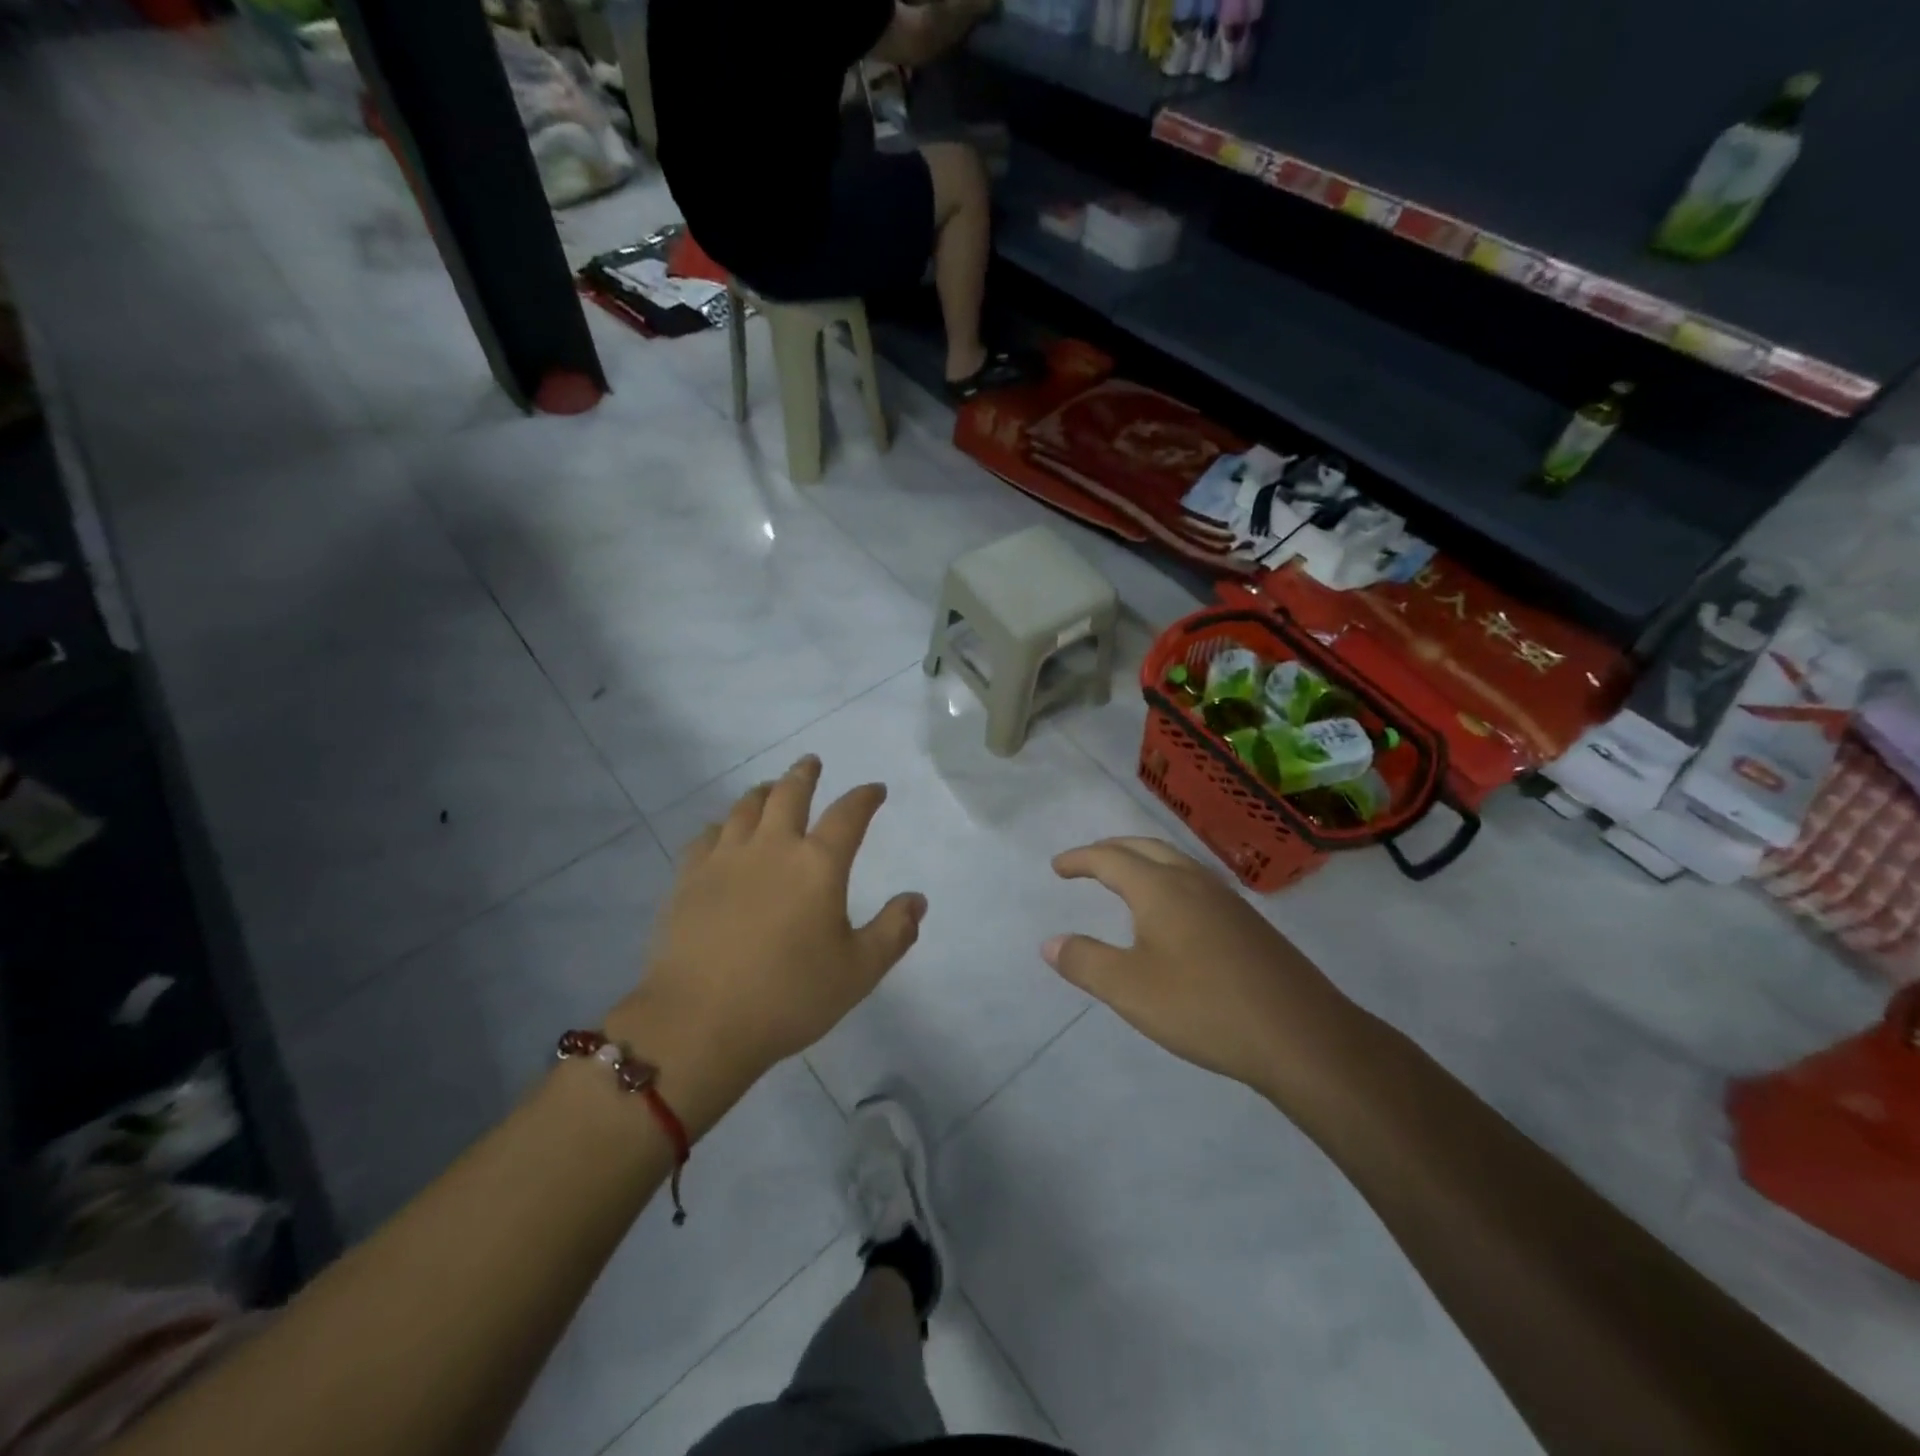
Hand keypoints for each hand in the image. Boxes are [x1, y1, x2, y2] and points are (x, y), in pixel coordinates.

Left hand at [608, 757, 925, 1138]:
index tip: (875, 789)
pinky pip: (706, 836)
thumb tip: (917, 900)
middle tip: (811, 763)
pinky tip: (721, 832)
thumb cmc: (789, 996)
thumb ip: (893, 932)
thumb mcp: (858, 971)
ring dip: (763, 792)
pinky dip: (721, 826)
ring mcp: (725, 859)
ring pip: (745, 808)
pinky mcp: (689, 878)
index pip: (849, 815)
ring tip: (770, 789)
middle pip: (789, 793)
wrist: (699, 1022)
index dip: (865, 797)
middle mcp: (772, 847)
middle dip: (805, 774)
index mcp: (818, 865)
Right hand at [1044, 837, 1362, 1105]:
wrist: (1301, 1034)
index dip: (1080, 859)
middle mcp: (1193, 881)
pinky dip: (1169, 879)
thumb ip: (1085, 962)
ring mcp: (1226, 899)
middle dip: (1111, 849)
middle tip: (1087, 863)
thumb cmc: (1204, 1007)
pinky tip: (1174, 913)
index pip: (1109, 859)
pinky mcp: (1249, 922)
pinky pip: (1196, 882)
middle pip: (1145, 848)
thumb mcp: (1129, 990)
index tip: (1058, 867)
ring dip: (1143, 861)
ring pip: (1175, 861)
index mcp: (1160, 888)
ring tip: (1125, 880)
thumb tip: (1051, 942)